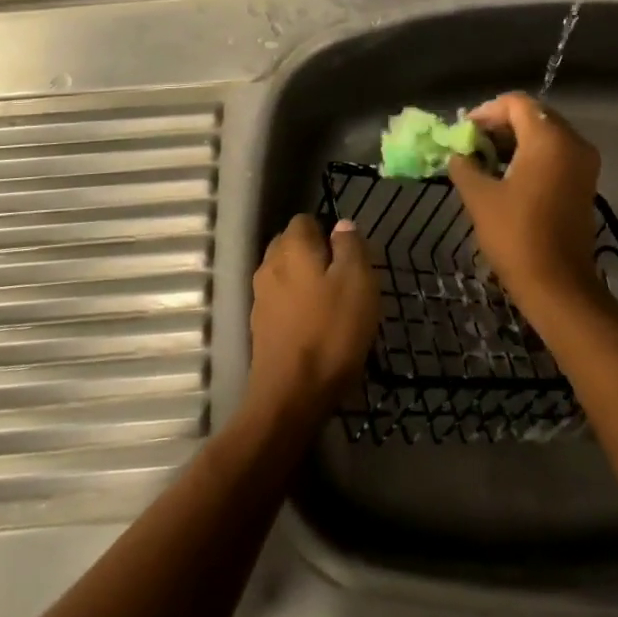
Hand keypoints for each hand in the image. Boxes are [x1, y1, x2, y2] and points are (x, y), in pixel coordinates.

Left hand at [245, 214, 379, 425]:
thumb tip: (342, 225)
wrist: (291, 396)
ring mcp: (260, 297)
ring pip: (286, 275)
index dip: (328, 232)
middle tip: (344, 279)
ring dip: (306, 282)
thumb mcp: (358, 282)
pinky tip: (316, 327)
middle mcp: (269, 264)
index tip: (349, 256)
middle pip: (292, 246)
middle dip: (315, 255)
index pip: (305, 220)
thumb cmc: (331, 331)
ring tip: (333, 305)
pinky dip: (297, 307)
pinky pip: (281, 302)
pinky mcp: (259, 326)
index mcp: (292, 247)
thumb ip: (351, 247)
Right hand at [448, 93, 606, 320]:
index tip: (464, 132)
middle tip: (472, 144)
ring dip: (515, 141)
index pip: (516, 103)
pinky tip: (507, 175)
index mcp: (549, 138)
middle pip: (533, 115)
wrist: (559, 286)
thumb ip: (465, 165)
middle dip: (500, 125)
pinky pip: (557, 153)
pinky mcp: (585, 183)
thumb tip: (458, 154)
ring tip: (485, 160)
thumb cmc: (516, 236)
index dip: (486, 111)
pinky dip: (532, 155)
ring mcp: (584, 163)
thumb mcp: (479, 196)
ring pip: (546, 134)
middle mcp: (573, 142)